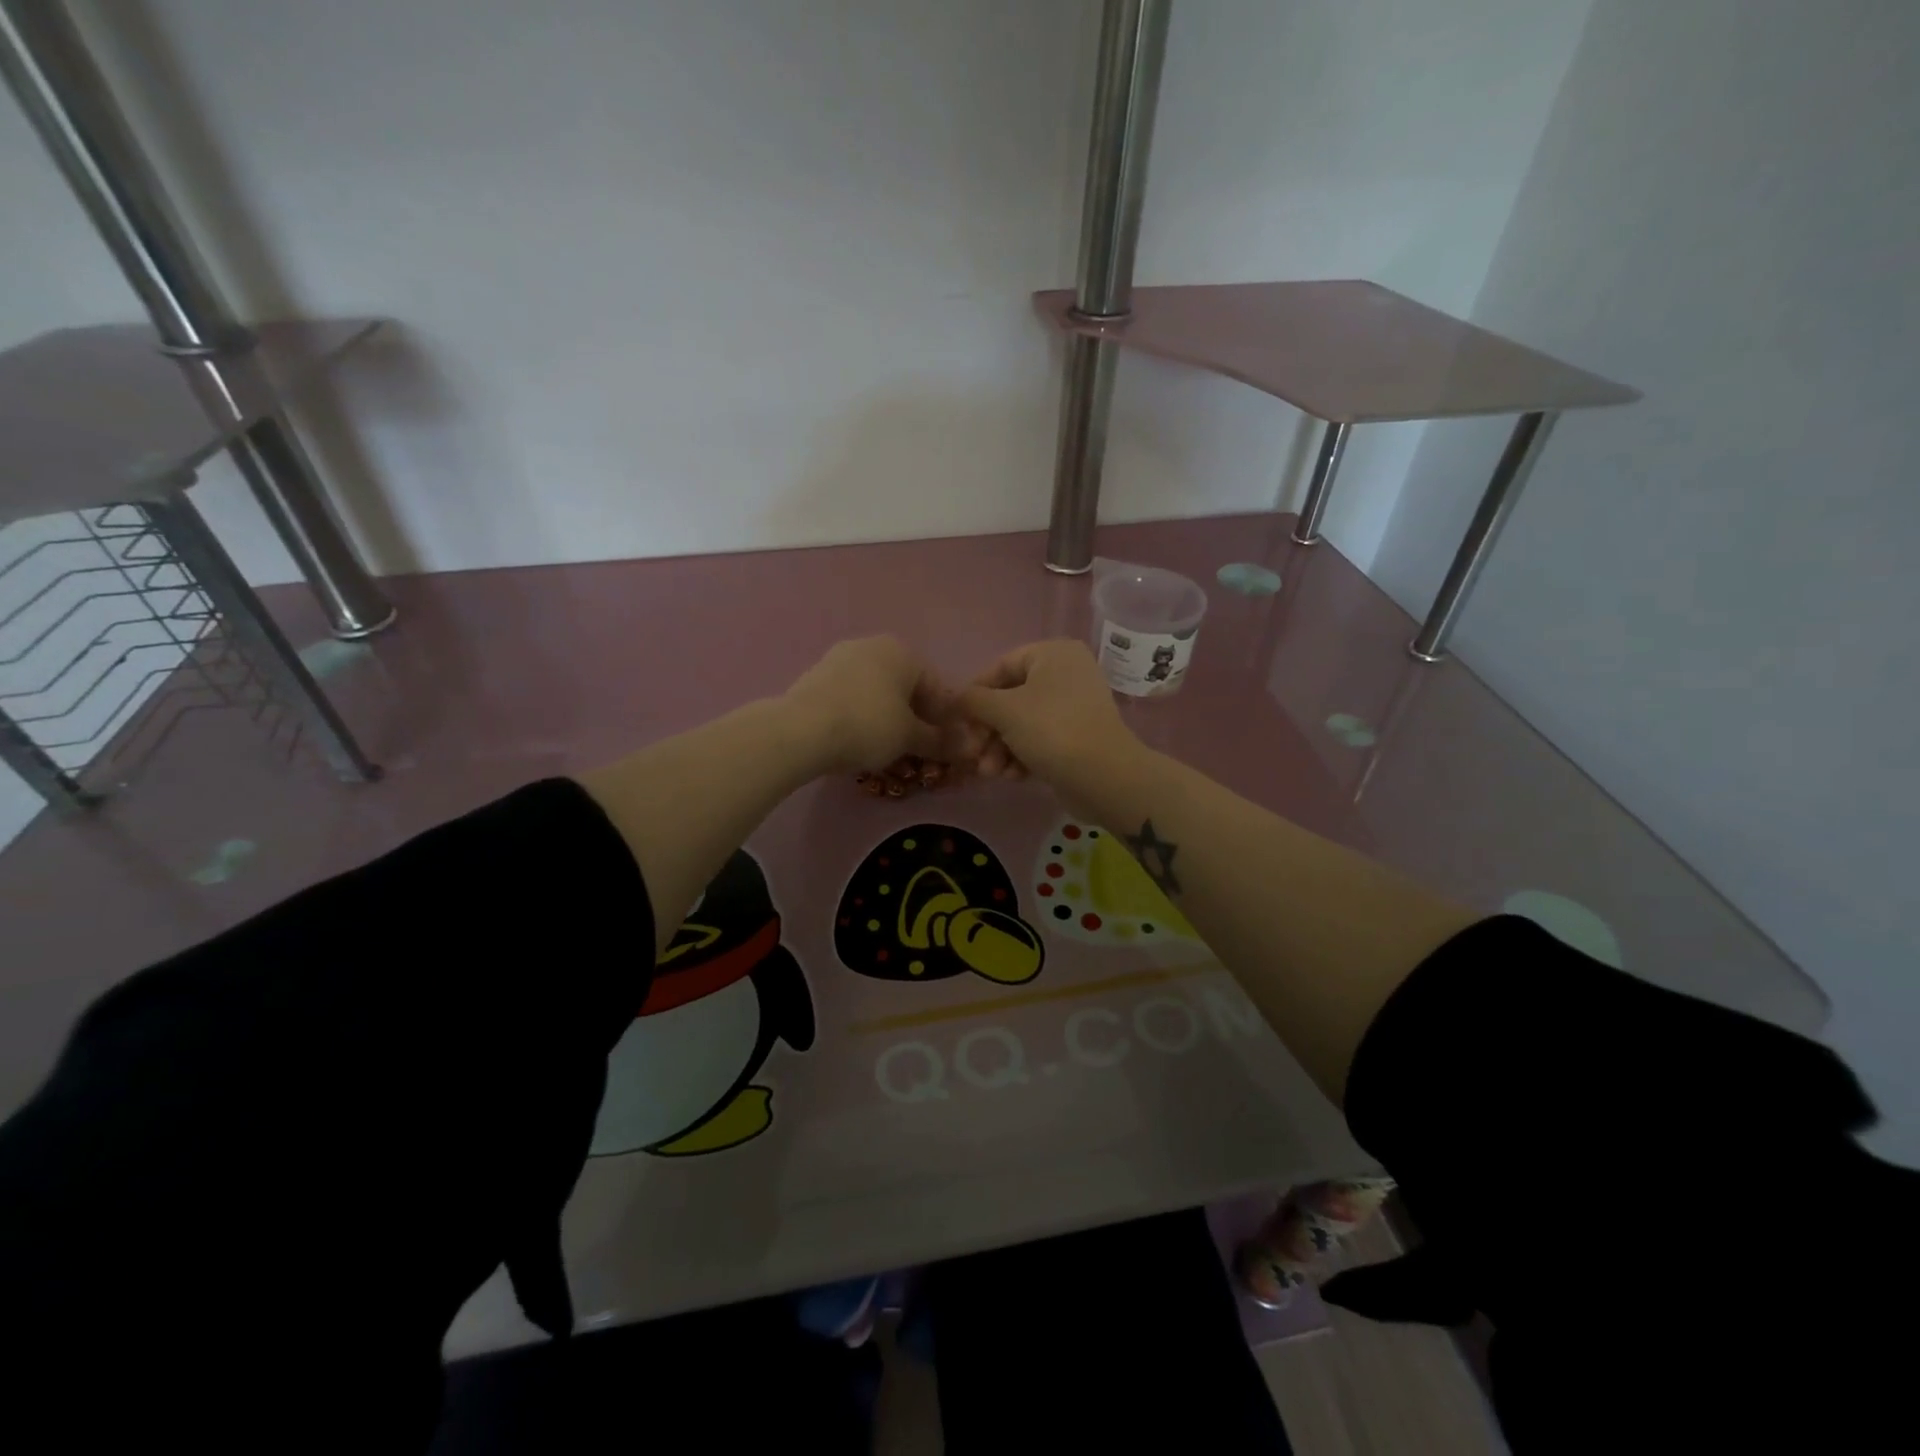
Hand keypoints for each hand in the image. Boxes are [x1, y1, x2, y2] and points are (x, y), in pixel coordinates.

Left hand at [782, 636, 955, 775]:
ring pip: (876, 691)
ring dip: (886, 716)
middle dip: (914, 717)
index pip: (936, 686)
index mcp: (902, 651)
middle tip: (915, 749)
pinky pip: (850, 696)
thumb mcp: (910, 738)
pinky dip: (860, 715)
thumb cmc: (868, 726)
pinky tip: (857, 739)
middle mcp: (872, 646)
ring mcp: (840, 658)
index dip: (944, 719)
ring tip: (886, 748)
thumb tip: (966, 746)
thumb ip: (939, 740)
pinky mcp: (816, 676)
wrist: (801, 730)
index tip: (943, 746)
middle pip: (905, 686)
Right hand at [958, 640, 1139, 789]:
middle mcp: (1067, 674)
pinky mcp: (1078, 737)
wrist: (1104, 776)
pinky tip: (1012, 776)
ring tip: (990, 773)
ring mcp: (1074, 707)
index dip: (976, 694)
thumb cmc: (1051, 730)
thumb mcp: (1004, 710)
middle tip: (972, 754)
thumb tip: (958, 698)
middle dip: (988, 731)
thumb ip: (974, 700)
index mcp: (1053, 654)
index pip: (1001, 666)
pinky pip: (1040, 739)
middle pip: (1011, 698)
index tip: (960, 721)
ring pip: (1023, 723)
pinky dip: (1022, 756)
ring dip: (1000, 748)